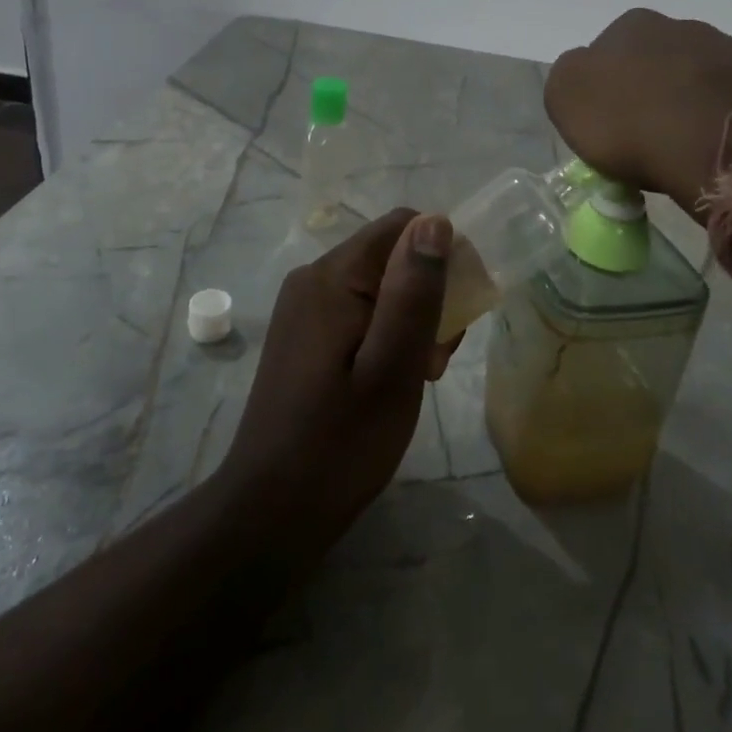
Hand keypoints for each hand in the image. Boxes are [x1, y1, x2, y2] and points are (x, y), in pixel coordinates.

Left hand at [218, 209, 454, 555]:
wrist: (271, 511)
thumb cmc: (341, 444)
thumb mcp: (393, 368)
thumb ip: (414, 292)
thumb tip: (436, 220)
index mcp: (332, 276)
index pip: (403, 226)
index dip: (443, 256)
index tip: (460, 311)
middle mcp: (313, 278)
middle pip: (391, 255)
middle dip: (428, 295)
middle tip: (437, 359)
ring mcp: (304, 306)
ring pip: (379, 285)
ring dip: (411, 319)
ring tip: (419, 375)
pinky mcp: (305, 333)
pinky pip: (359, 310)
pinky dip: (387, 333)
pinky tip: (392, 380)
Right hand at [545, 8, 731, 213]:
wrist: (725, 148)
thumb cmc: (634, 122)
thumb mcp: (566, 98)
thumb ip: (569, 79)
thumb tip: (586, 78)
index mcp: (633, 26)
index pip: (606, 53)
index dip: (604, 91)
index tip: (607, 127)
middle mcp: (684, 27)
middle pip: (656, 63)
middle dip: (650, 94)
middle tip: (645, 139)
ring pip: (700, 80)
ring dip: (690, 105)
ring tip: (685, 151)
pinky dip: (726, 122)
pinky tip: (720, 151)